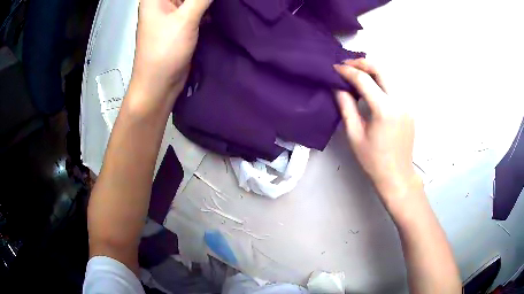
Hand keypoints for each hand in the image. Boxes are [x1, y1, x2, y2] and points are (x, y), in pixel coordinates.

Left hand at [129, 0, 211, 111]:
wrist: (159, 85)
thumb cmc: (164, 51)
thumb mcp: (185, 18)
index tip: (203, 1)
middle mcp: (162, 1)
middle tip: (215, 3)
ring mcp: (171, 11)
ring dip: (206, 0)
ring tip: (220, 5)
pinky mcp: (180, 22)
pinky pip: (196, 6)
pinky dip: (208, 6)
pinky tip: (219, 8)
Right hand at [334, 59, 419, 208]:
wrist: (397, 176)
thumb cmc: (373, 161)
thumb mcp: (355, 135)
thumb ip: (346, 107)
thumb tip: (338, 87)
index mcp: (385, 110)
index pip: (364, 80)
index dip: (347, 71)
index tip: (335, 67)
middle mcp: (399, 102)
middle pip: (381, 70)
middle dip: (362, 63)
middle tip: (346, 65)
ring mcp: (407, 104)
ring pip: (389, 76)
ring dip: (372, 70)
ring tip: (356, 72)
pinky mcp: (409, 109)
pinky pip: (394, 87)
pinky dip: (381, 81)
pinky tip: (371, 86)